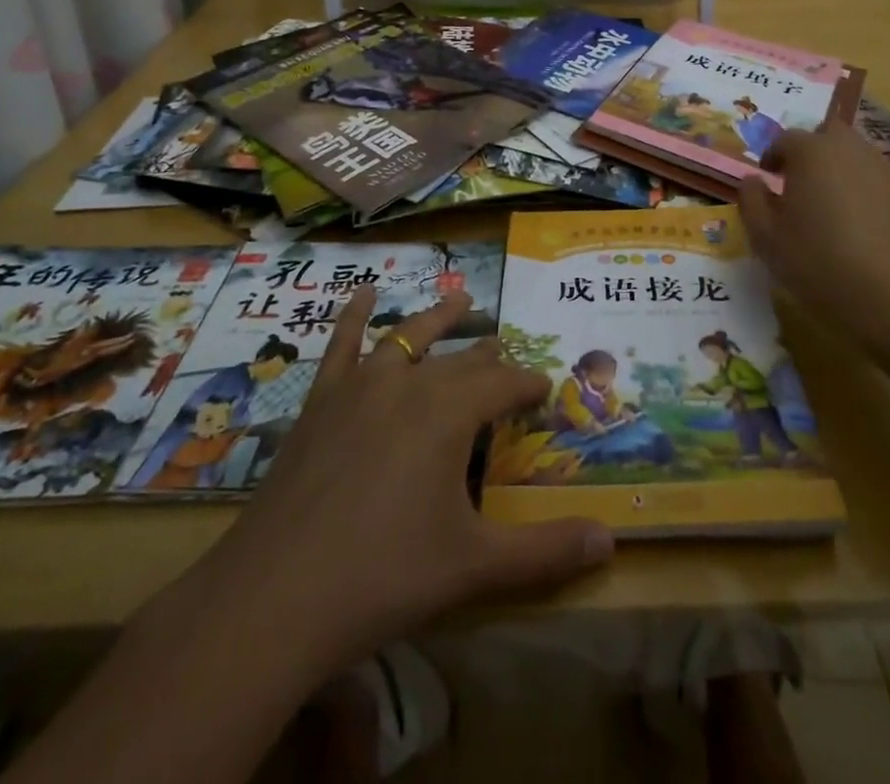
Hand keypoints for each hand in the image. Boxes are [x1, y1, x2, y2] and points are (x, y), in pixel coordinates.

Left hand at [199, 285, 613, 674]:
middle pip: (460, 362)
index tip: (545, 388)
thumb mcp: (475, 566)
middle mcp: (409, 384)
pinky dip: (355, 315)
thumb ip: (545, 551)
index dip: (528, 385)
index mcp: (449, 413)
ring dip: (438, 317)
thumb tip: (612, 543)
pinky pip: (342, 345)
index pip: (503, 385)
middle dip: (488, 357)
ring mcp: (359, 387)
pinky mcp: (321, 401)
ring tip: (461, 298)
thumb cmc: (385, 576)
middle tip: (505, 352)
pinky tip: (362, 292)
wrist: (276, 595)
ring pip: (409, 336)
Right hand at [738, 120, 889, 348]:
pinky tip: (866, 230)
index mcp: (812, 153)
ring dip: (843, 172)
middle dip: (813, 152)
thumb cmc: (820, 264)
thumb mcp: (766, 238)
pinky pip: (883, 184)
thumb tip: (753, 180)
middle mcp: (853, 151)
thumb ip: (751, 200)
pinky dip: (870, 195)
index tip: (768, 178)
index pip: (785, 139)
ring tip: (834, 209)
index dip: (773, 156)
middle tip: (802, 184)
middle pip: (829, 135)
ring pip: (859, 157)